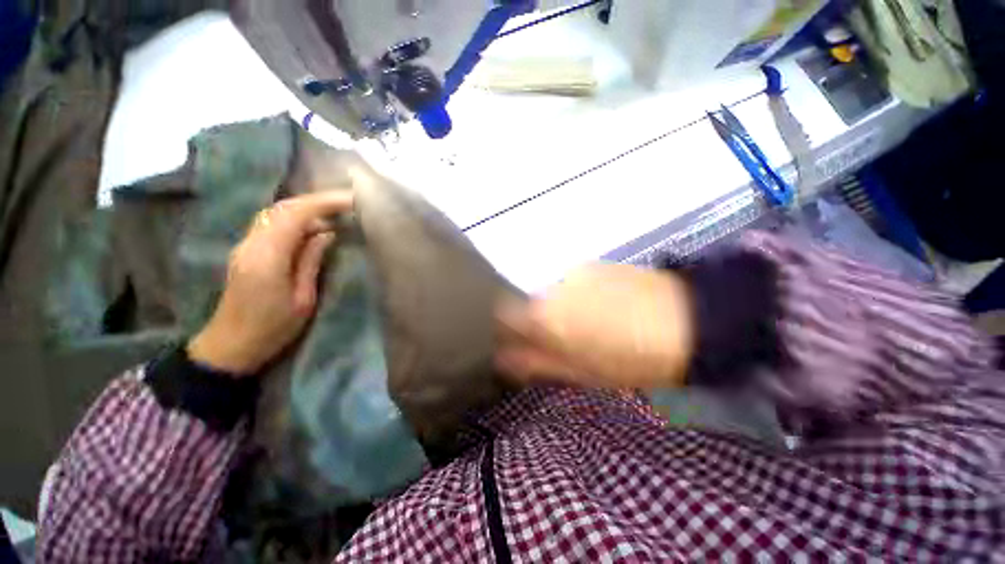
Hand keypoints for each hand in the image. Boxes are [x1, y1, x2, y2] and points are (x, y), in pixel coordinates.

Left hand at [187, 192, 353, 375]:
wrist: (231, 346)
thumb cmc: (272, 328)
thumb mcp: (303, 299)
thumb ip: (311, 261)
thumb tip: (326, 233)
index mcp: (267, 257)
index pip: (295, 215)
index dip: (324, 203)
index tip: (351, 200)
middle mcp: (251, 244)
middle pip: (282, 208)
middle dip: (316, 201)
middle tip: (346, 203)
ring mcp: (245, 245)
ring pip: (275, 213)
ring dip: (306, 208)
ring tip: (334, 212)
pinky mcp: (246, 251)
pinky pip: (272, 224)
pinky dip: (295, 218)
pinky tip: (312, 228)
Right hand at [496, 264, 694, 390]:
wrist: (689, 321)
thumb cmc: (634, 358)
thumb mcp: (584, 372)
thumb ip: (538, 362)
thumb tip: (504, 358)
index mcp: (547, 318)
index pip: (503, 315)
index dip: (506, 329)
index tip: (520, 342)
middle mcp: (552, 289)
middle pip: (528, 304)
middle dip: (537, 322)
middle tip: (564, 340)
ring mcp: (573, 273)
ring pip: (550, 294)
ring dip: (559, 309)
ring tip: (590, 324)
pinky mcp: (592, 265)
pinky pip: (571, 284)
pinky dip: (576, 296)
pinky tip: (603, 306)